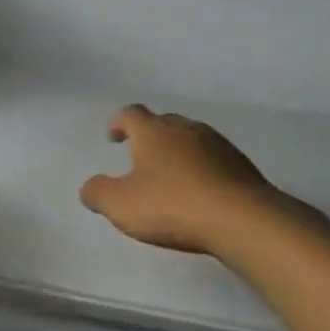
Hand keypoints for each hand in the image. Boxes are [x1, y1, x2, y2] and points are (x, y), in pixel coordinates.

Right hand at [80, 104, 281, 256]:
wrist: (241, 217)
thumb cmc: (173, 206)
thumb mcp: (122, 205)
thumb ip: (98, 193)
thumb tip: (88, 187)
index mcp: (153, 132)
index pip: (130, 113)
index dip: (118, 122)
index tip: (113, 137)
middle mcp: (185, 128)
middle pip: (162, 122)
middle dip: (149, 136)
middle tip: (140, 156)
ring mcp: (216, 143)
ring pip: (190, 138)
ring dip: (177, 151)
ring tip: (171, 175)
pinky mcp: (239, 163)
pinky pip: (212, 158)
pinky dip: (201, 168)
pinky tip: (200, 191)